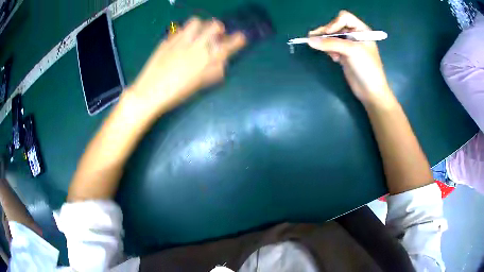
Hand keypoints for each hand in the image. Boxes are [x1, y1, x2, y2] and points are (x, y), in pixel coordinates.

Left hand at [129, 17, 245, 115]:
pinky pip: (179, 29)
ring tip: (196, 33)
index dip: (237, 39)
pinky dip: (183, 32)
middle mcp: (196, 46)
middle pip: (214, 26)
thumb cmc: (176, 93)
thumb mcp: (199, 85)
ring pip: (196, 22)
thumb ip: (213, 72)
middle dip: (218, 28)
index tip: (241, 37)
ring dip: (200, 25)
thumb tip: (222, 62)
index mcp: (206, 60)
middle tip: (215, 33)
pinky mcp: (167, 40)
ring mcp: (180, 41)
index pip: (229, 45)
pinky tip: (180, 41)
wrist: (150, 92)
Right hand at [308, 11, 394, 106]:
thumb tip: (309, 40)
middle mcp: (355, 35)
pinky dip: (329, 50)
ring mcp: (349, 45)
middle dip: (326, 33)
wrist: (371, 91)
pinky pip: (332, 47)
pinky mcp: (344, 55)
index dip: (334, 23)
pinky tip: (334, 58)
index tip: (329, 34)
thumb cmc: (367, 68)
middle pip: (335, 26)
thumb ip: (331, 44)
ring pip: (332, 37)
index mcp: (361, 30)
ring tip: (328, 52)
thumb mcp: (351, 51)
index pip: (344, 18)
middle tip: (312, 39)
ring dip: (326, 42)